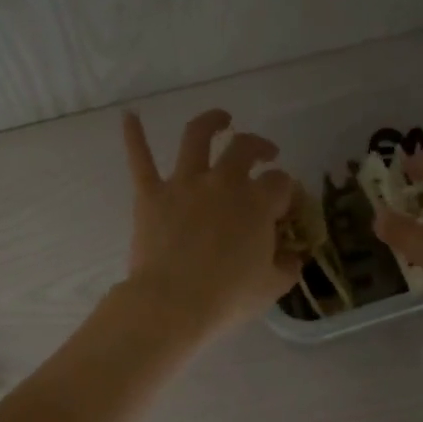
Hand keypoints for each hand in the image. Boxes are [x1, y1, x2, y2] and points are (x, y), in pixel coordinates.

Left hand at [120, 109, 300, 341]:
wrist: (173, 305)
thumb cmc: (228, 297)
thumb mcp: (272, 286)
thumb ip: (287, 265)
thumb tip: (293, 256)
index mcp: (257, 202)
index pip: (281, 183)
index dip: (287, 192)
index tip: (285, 205)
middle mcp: (223, 182)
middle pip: (245, 149)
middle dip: (260, 146)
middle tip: (266, 154)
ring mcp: (184, 184)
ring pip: (198, 137)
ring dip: (212, 121)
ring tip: (221, 118)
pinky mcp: (151, 195)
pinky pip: (140, 159)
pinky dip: (134, 136)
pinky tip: (129, 116)